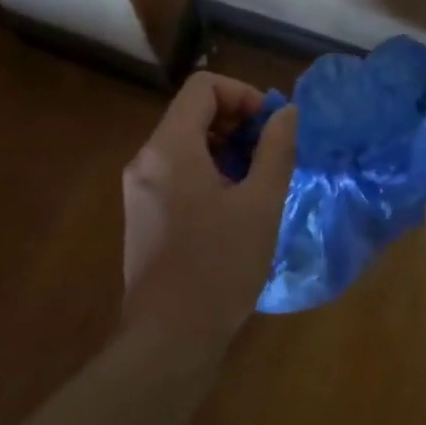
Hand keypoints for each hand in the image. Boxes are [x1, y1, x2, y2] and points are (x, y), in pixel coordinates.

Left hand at [120, 72, 298, 351]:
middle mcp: (146, 158)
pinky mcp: (141, 211)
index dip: (243, 94)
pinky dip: (207, 169)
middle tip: (269, 154)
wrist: (169, 338)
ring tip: (256, 181)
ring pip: (185, 141)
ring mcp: (138, 187)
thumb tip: (287, 113)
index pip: (203, 87)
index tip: (269, 127)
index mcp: (170, 148)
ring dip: (224, 147)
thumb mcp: (260, 204)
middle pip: (192, 111)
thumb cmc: (219, 267)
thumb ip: (275, 149)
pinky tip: (233, 205)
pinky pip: (175, 169)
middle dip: (236, 121)